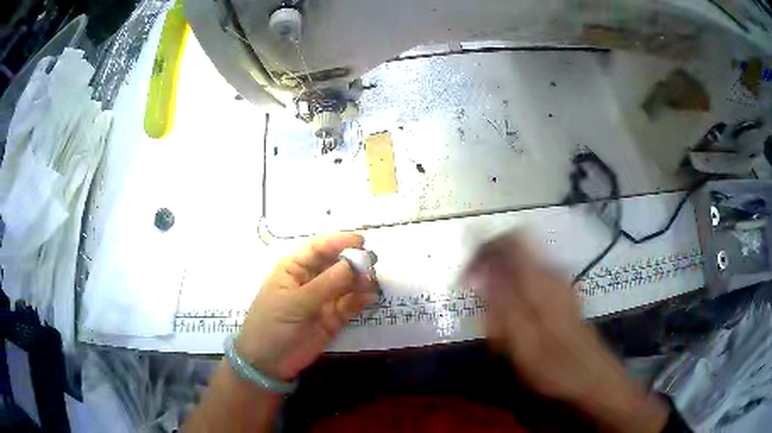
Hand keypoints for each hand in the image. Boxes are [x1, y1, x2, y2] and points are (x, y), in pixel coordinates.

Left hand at [236, 233, 377, 381]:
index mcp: (293, 268)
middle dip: (354, 261)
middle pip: (335, 263)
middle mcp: (310, 279)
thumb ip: (326, 284)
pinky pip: (350, 304)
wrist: (268, 363)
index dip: (338, 241)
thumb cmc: (272, 325)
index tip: (361, 241)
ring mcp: (322, 299)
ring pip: (346, 283)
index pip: (318, 247)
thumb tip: (354, 264)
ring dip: (360, 280)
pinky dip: (361, 300)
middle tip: (372, 263)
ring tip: (371, 283)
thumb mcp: (295, 303)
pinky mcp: (332, 317)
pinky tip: (370, 298)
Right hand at [465, 234, 668, 431]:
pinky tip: (516, 328)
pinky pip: (531, 284)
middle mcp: (551, 274)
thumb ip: (502, 305)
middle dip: (491, 274)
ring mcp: (560, 284)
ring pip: (521, 270)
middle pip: (514, 252)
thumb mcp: (522, 342)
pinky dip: (516, 298)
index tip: (467, 276)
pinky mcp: (563, 296)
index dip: (483, 249)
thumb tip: (482, 273)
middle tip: (481, 309)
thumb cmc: (556, 366)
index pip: (509, 241)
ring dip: (503, 289)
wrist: (592, 377)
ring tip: (498, 326)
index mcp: (540, 281)